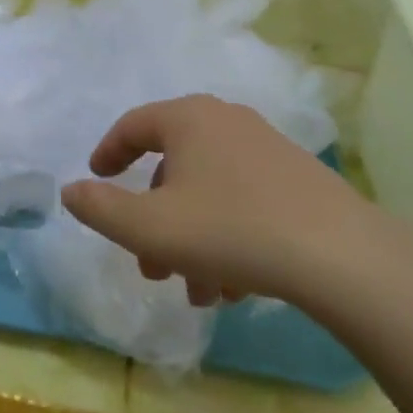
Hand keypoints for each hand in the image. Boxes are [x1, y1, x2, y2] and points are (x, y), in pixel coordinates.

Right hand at [60, 95, 394, 310]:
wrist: (340, 256)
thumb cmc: (229, 231)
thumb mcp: (148, 228)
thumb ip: (99, 209)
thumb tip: (71, 191)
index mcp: (189, 119)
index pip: (133, 125)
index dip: (107, 153)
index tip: (96, 180)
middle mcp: (228, 123)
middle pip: (172, 168)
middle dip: (153, 222)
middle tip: (148, 266)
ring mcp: (268, 150)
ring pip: (208, 194)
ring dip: (190, 242)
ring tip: (195, 293)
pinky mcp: (299, 181)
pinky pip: (243, 204)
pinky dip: (226, 240)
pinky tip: (233, 288)